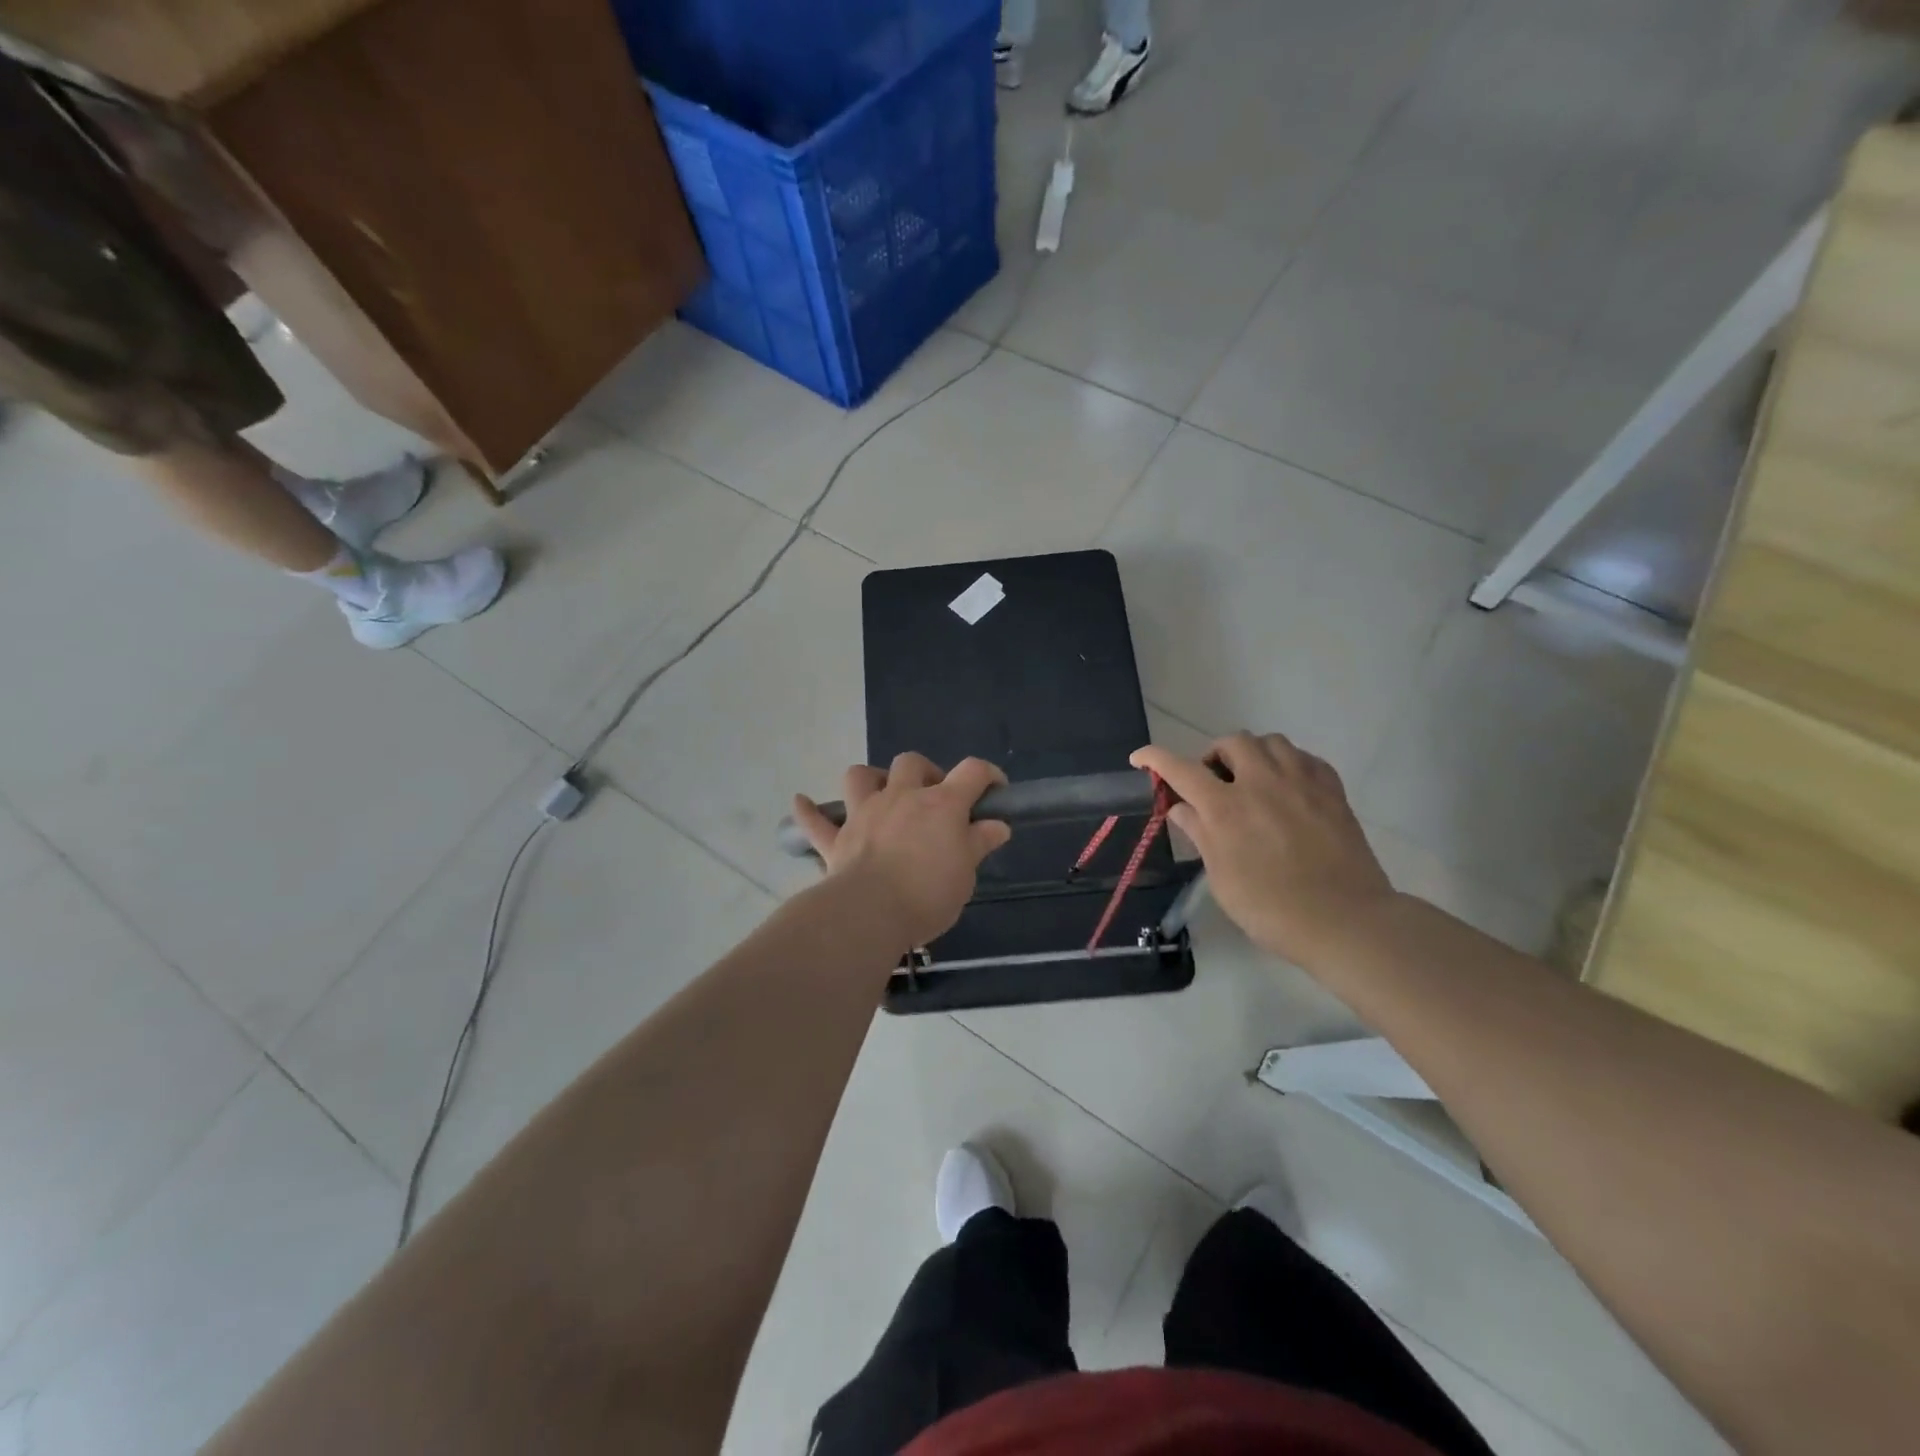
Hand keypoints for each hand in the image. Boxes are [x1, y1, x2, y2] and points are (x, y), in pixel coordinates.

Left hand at [791, 754, 1012, 948]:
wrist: (870, 913)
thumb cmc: (928, 893)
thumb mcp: (966, 872)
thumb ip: (979, 843)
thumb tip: (997, 825)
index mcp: (941, 804)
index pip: (972, 772)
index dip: (988, 775)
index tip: (995, 791)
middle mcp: (901, 797)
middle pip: (911, 763)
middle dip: (925, 772)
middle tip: (933, 799)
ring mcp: (864, 814)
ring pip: (859, 776)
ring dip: (870, 780)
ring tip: (879, 794)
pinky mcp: (836, 839)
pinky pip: (815, 820)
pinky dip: (808, 811)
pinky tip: (801, 802)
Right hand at [1132, 733, 1393, 968]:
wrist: (1344, 921)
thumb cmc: (1271, 909)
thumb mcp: (1222, 879)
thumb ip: (1200, 835)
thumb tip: (1181, 808)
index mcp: (1225, 808)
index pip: (1180, 769)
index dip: (1154, 758)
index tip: (1140, 758)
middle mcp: (1261, 783)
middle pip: (1231, 742)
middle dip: (1214, 756)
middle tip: (1214, 782)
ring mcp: (1300, 782)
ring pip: (1271, 741)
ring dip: (1253, 753)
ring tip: (1252, 779)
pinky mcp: (1332, 790)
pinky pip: (1305, 757)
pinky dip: (1288, 763)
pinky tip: (1287, 787)